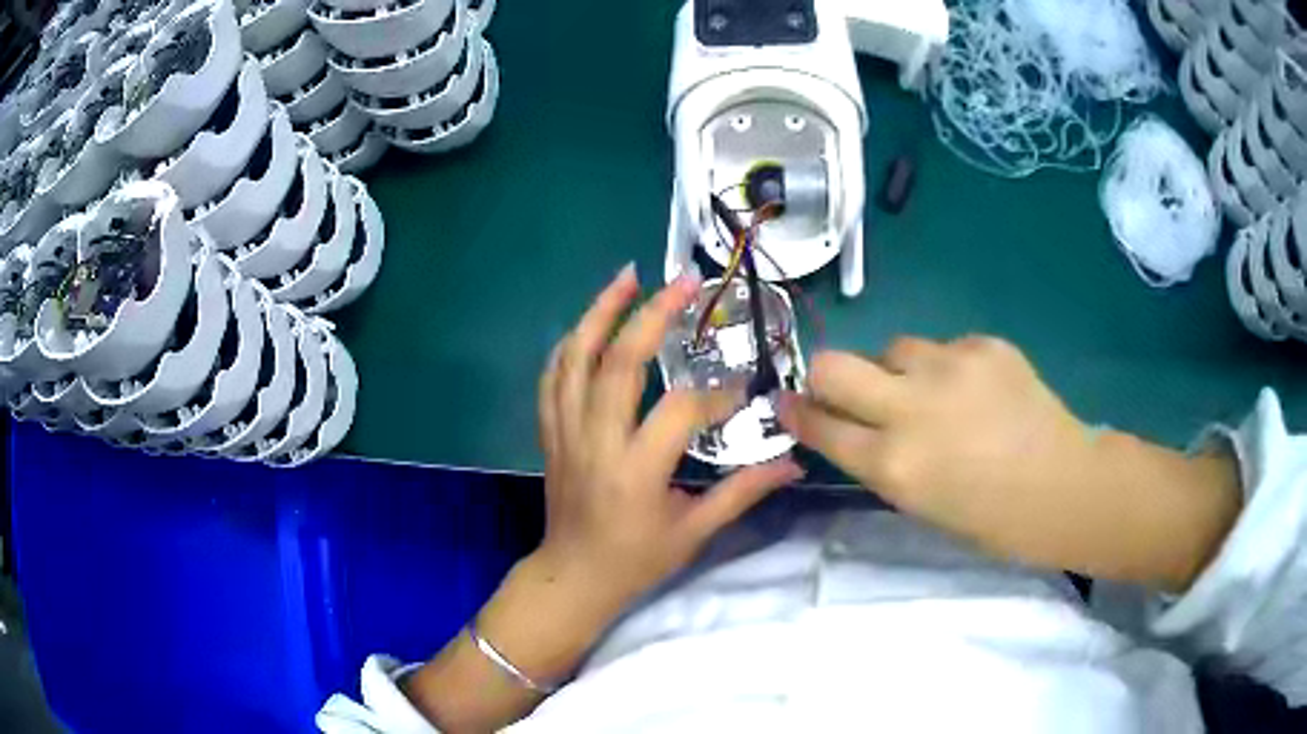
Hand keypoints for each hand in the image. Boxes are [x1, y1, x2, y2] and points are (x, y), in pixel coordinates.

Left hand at [407, 268, 801, 731]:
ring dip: (601, 311)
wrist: (572, 578)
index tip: (744, 390)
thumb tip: (794, 463)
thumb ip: (743, 492)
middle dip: (653, 315)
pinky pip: (552, 378)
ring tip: (628, 276)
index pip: (680, 411)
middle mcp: (596, 442)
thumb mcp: (694, 533)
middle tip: (684, 281)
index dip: (717, 395)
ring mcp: (565, 433)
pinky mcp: (551, 432)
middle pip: (619, 362)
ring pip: (576, 358)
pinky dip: (570, 345)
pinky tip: (590, 323)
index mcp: (636, 471)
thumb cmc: (636, 561)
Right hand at [779, 337, 1240, 590]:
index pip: (821, 425)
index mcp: (895, 465)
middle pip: (834, 365)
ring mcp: (950, 368)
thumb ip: (884, 462)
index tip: (787, 404)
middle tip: (842, 389)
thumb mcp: (924, 504)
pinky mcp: (984, 344)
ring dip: (898, 371)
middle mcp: (912, 408)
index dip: (797, 413)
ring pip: (894, 349)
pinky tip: (976, 391)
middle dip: (824, 376)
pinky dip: (948, 368)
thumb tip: (858, 428)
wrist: (1065, 486)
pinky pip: (945, 348)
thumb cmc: (993, 518)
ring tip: (932, 393)